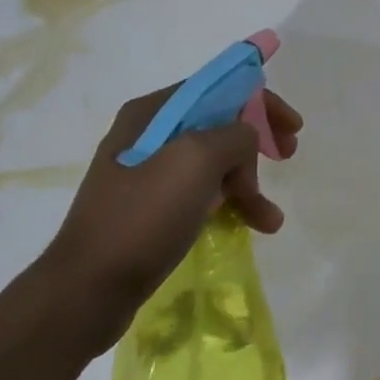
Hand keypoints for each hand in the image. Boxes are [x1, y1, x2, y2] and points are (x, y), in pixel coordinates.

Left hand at [36, 84, 302, 353]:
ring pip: (214, 163)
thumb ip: (234, 135)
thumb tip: (247, 138)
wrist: (86, 291)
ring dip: (248, 182)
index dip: (261, 101)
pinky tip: (250, 226)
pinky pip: (202, 193)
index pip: (219, 88)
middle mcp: (149, 134)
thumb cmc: (142, 217)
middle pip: (220, 124)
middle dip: (256, 141)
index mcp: (154, 112)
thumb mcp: (196, 161)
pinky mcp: (150, 209)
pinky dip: (229, 204)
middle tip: (287, 156)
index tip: (293, 126)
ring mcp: (148, 173)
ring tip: (269, 217)